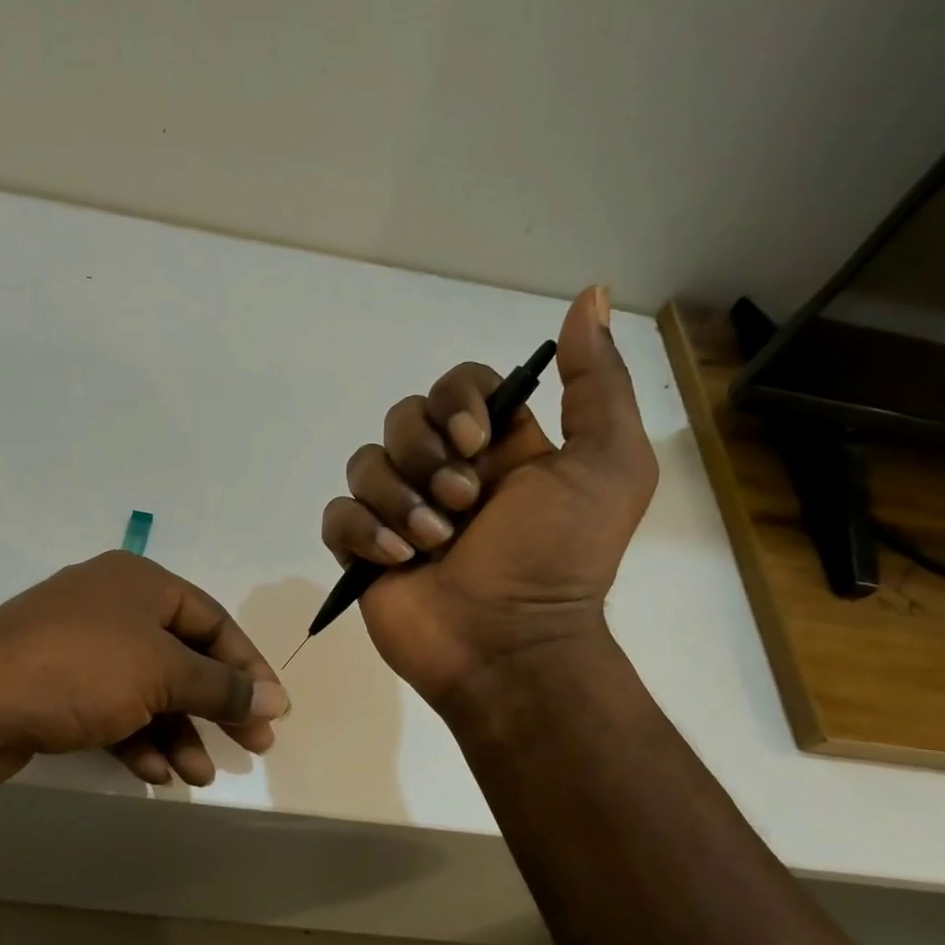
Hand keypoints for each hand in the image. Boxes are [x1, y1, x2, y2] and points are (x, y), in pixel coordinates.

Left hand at [0, 551, 288, 793]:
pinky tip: (156, 772)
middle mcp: (111, 608)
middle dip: (216, 706)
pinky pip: (113, 711)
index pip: (213, 621)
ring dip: (178, 732)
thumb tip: (276, 700)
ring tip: (198, 775)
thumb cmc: (80, 670)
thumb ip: (222, 687)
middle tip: (252, 747)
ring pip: (148, 691)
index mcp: (139, 582)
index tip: (273, 710)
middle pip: (182, 658)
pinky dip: (138, 739)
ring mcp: (80, 649)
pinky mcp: (56, 688)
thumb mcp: (163, 674)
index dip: (247, 667)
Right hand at [320, 286, 656, 708]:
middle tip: (461, 505)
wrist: (512, 648)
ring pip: (365, 464)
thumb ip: (598, 383)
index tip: (477, 440)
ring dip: (398, 500)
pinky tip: (397, 560)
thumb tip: (589, 295)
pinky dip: (362, 531)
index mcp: (498, 449)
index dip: (457, 401)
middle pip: (403, 418)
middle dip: (425, 456)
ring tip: (433, 544)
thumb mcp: (607, 465)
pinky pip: (337, 515)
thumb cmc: (561, 559)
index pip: (457, 386)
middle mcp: (446, 473)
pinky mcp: (364, 552)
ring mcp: (400, 514)